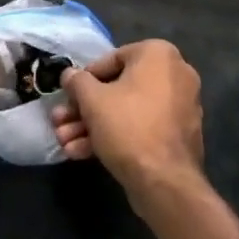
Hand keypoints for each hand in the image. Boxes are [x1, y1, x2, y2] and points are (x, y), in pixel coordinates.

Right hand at [50, 40, 203, 196]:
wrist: (165, 183)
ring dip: (93, 125)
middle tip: (60, 123)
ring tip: (64, 142)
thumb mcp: (92, 99)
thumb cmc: (128, 127)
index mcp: (159, 54)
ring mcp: (178, 107)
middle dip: (84, 109)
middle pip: (118, 89)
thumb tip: (69, 75)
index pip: (111, 59)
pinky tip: (81, 153)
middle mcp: (174, 74)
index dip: (84, 80)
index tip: (67, 96)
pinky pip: (141, 127)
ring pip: (127, 111)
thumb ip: (77, 82)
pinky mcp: (177, 136)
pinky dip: (115, 136)